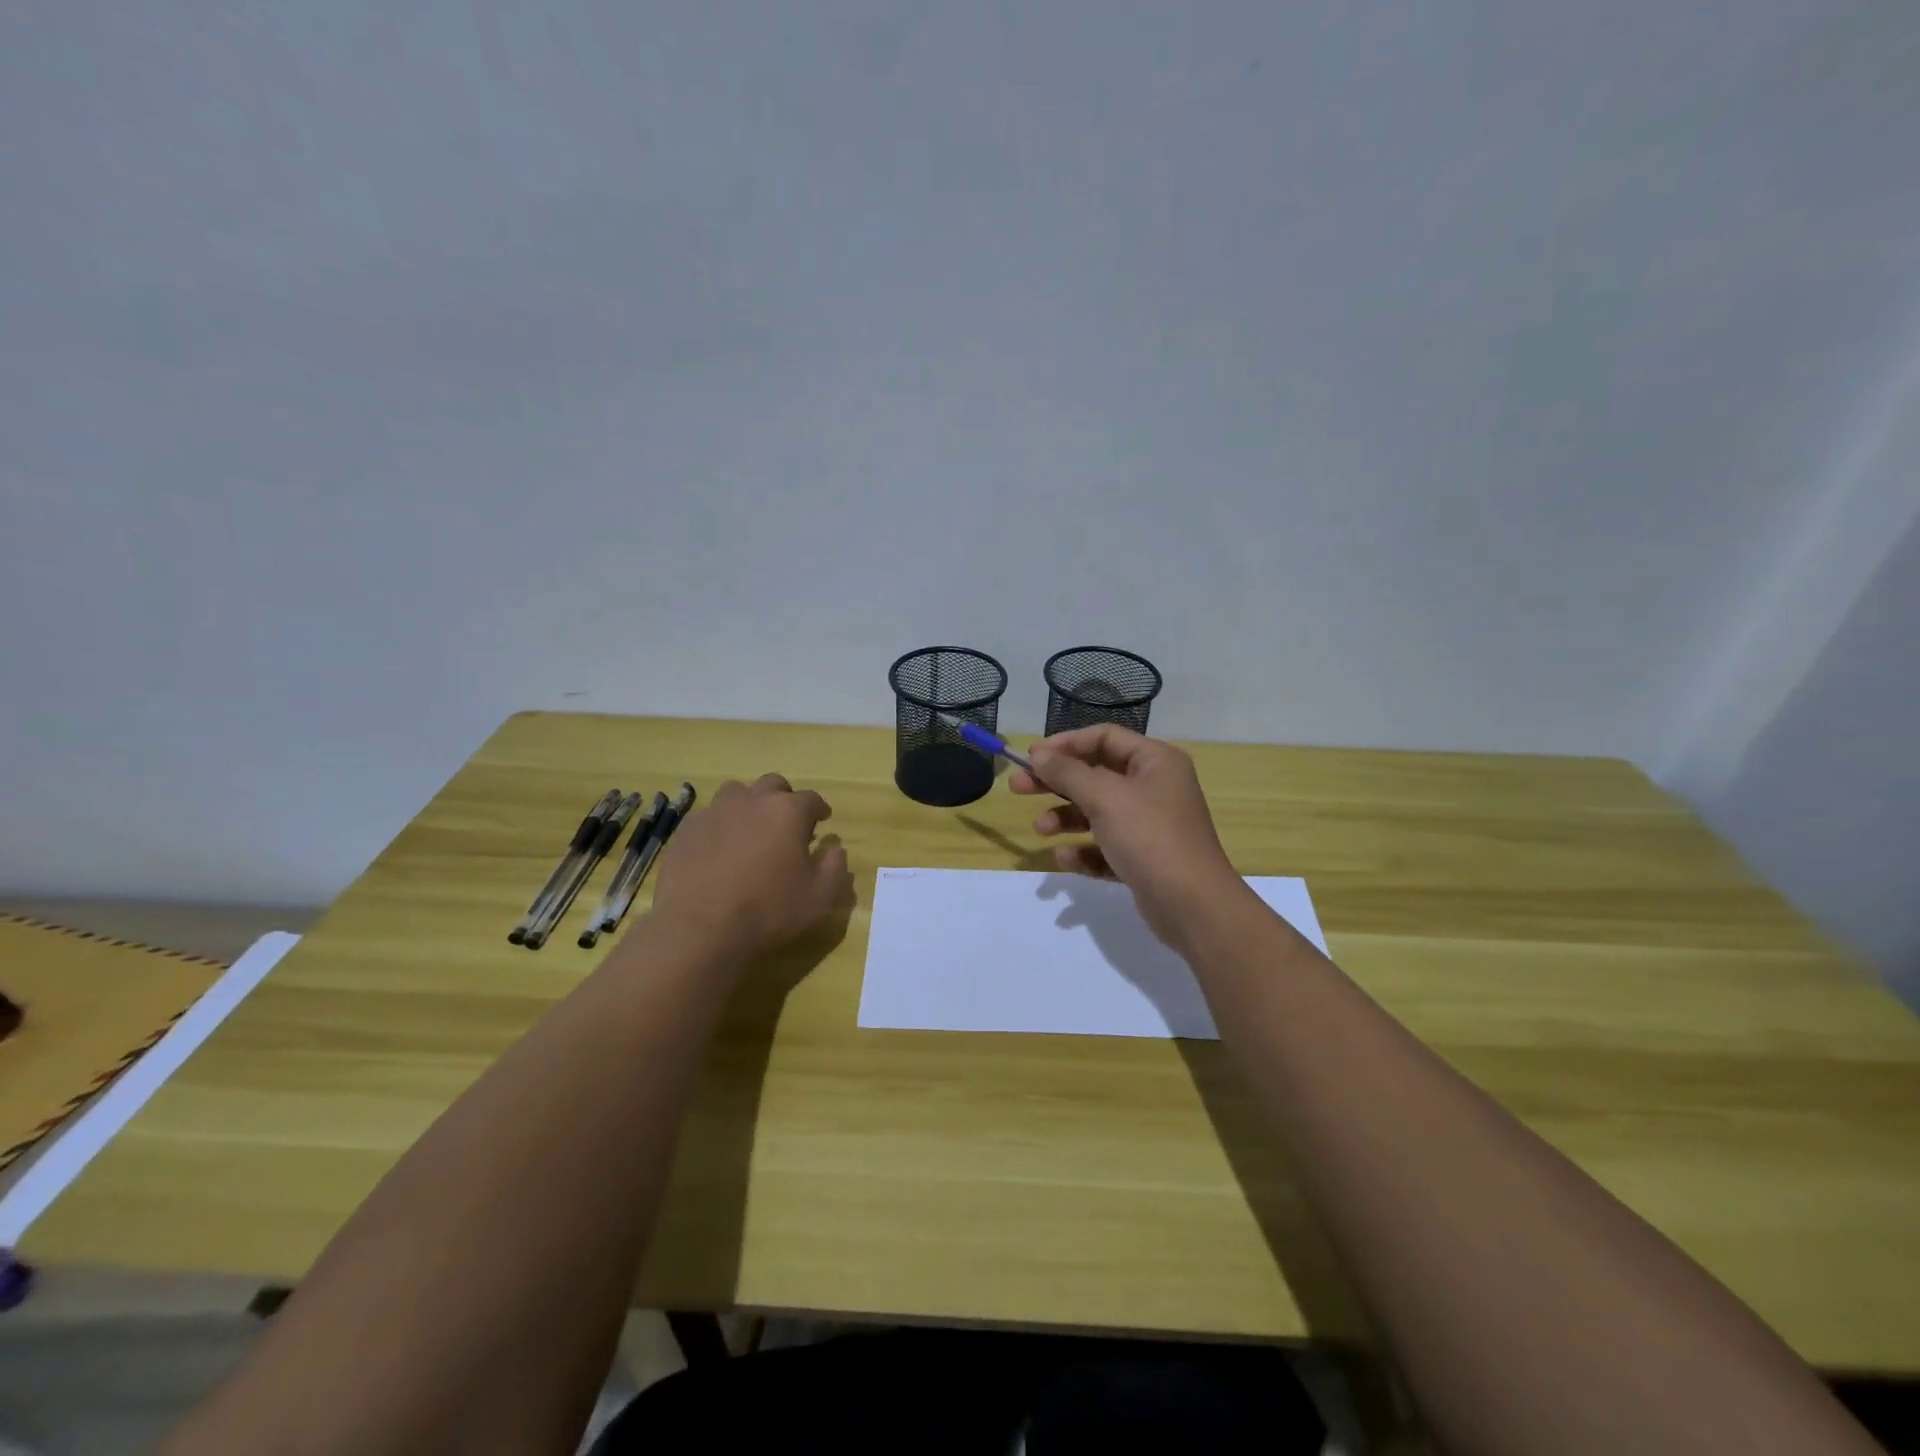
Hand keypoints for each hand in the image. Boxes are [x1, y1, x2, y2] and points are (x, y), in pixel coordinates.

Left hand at [650, 774, 851, 958]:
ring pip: (736, 794)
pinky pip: (709, 818)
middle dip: (784, 799)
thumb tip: (835, 849)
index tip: (822, 820)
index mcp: (787, 811)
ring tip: (750, 831)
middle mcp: (751, 801)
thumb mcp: (819, 897)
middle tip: (786, 824)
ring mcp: (714, 812)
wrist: (698, 928)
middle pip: (773, 785)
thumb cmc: (768, 910)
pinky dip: (720, 827)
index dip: (819, 809)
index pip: (811, 799)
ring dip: (749, 806)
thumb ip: (834, 868)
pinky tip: (719, 851)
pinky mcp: (686, 830)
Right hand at [1010, 725, 1241, 947]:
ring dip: (1066, 817)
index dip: (1066, 744)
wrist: (1192, 906)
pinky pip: (1106, 846)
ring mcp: (1150, 825)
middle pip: (1096, 774)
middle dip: (1056, 782)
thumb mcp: (1104, 797)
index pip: (1104, 738)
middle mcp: (1155, 787)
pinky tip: (1066, 859)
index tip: (1031, 757)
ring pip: (1098, 812)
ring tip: (1041, 829)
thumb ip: (1067, 773)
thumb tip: (1038, 755)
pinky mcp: (1144, 859)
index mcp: (1155, 762)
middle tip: (1018, 788)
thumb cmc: (1150, 837)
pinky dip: (1085, 850)